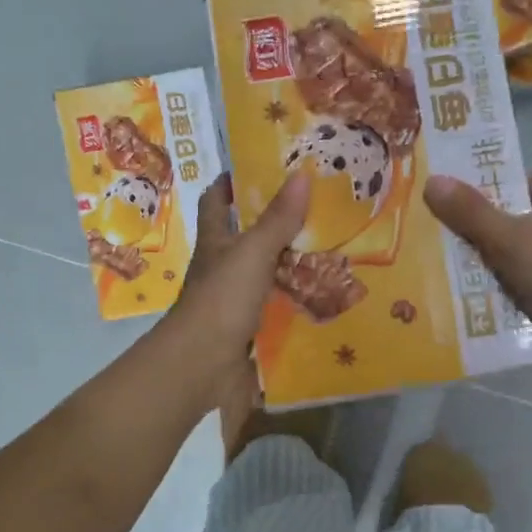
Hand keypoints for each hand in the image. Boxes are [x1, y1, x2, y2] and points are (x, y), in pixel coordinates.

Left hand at [168, 171, 308, 431]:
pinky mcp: (248, 328)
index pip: (215, 202)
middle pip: (243, 238)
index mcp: (215, 242)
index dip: (229, 183)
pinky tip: (322, 296)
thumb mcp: (253, 251)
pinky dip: (294, 300)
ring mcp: (233, 300)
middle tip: (312, 208)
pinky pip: (275, 307)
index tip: (254, 168)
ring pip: (262, 273)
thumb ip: (278, 219)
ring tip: (328, 248)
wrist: (203, 363)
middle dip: (271, 223)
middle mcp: (221, 267)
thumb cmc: (223, 298)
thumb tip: (302, 173)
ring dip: (288, 263)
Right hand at [424, 169, 531, 378]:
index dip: (494, 181)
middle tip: (434, 229)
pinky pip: (520, 286)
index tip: (457, 189)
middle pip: (513, 219)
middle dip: (479, 225)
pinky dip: (499, 291)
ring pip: (514, 255)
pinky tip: (469, 298)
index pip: (524, 180)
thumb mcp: (510, 239)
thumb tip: (432, 178)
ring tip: (439, 265)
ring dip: (485, 262)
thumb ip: (472, 213)